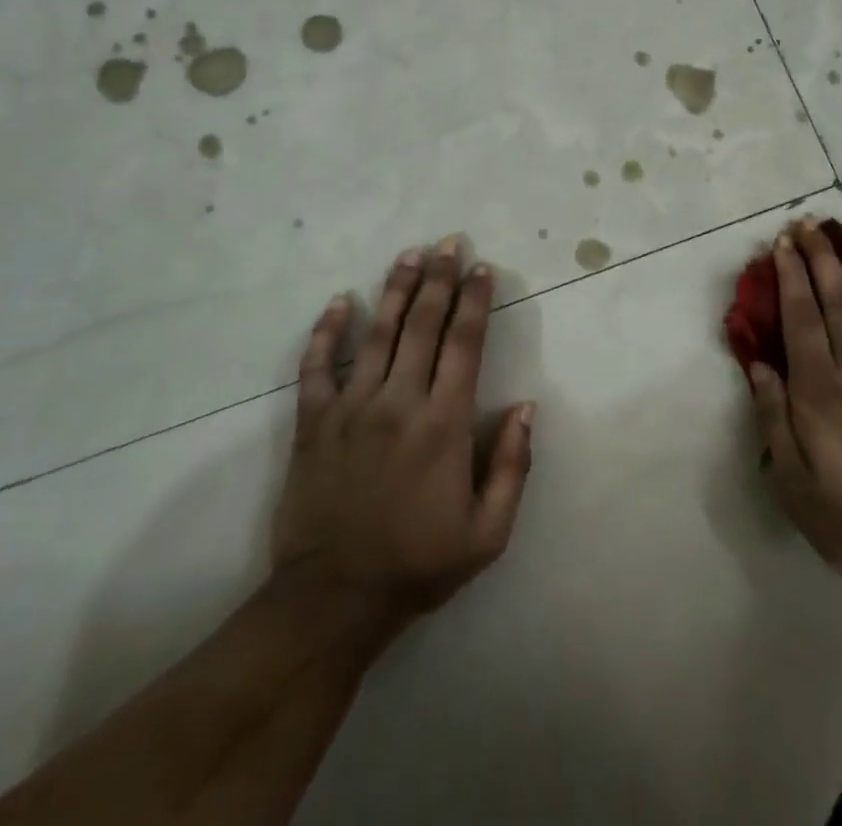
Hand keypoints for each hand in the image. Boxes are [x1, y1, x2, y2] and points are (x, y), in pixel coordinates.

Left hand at [270, 238, 535, 631]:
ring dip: (396, 289)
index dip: (475, 301)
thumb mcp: (487, 534)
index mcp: (444, 423)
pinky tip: (338, 301)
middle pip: (423, 324)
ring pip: (377, 333)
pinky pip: (317, 366)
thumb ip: (513, 467)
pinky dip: (327, 331)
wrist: (334, 599)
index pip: (464, 344)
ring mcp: (351, 407)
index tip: (482, 268)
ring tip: (410, 255)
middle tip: (449, 243)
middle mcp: (399, 402)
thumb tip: (527, 407)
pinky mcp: (314, 421)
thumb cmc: (418, 565)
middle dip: (440, 279)